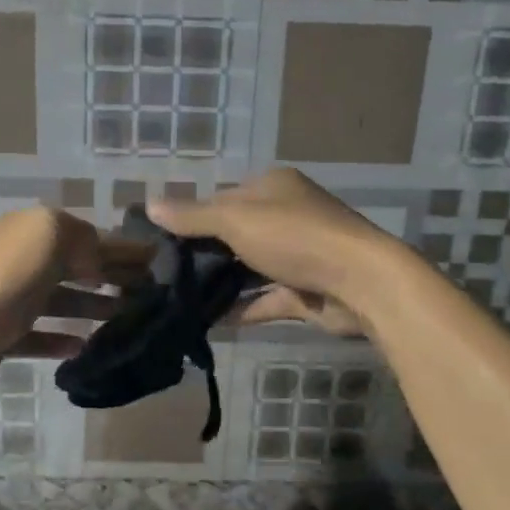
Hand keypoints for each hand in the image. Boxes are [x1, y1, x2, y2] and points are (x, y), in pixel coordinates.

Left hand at [0, 206, 142, 399]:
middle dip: (110, 275)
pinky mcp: (1, 335)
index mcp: (32, 230)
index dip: (120, 247)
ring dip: (91, 305)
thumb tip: (99, 259)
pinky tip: (84, 346)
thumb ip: (83, 240)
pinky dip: (61, 338)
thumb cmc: (5, 280)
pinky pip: (39, 334)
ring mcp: (8, 298)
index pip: (86, 235)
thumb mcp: (52, 238)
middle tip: (148, 292)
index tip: (154, 260)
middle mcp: (20, 259)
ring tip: (125, 317)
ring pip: (59, 299)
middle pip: (75, 265)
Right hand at [147, 169, 406, 336]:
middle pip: (235, 234)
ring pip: (249, 268)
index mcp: (272, 188)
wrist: (360, 282)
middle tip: (164, 274)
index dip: (191, 217)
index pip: (222, 198)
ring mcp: (298, 255)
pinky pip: (265, 299)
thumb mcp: (236, 219)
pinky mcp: (305, 291)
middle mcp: (287, 216)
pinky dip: (241, 308)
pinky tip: (209, 321)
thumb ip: (192, 216)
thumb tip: (149, 205)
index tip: (159, 240)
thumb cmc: (294, 237)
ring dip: (221, 282)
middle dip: (204, 253)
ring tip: (180, 298)